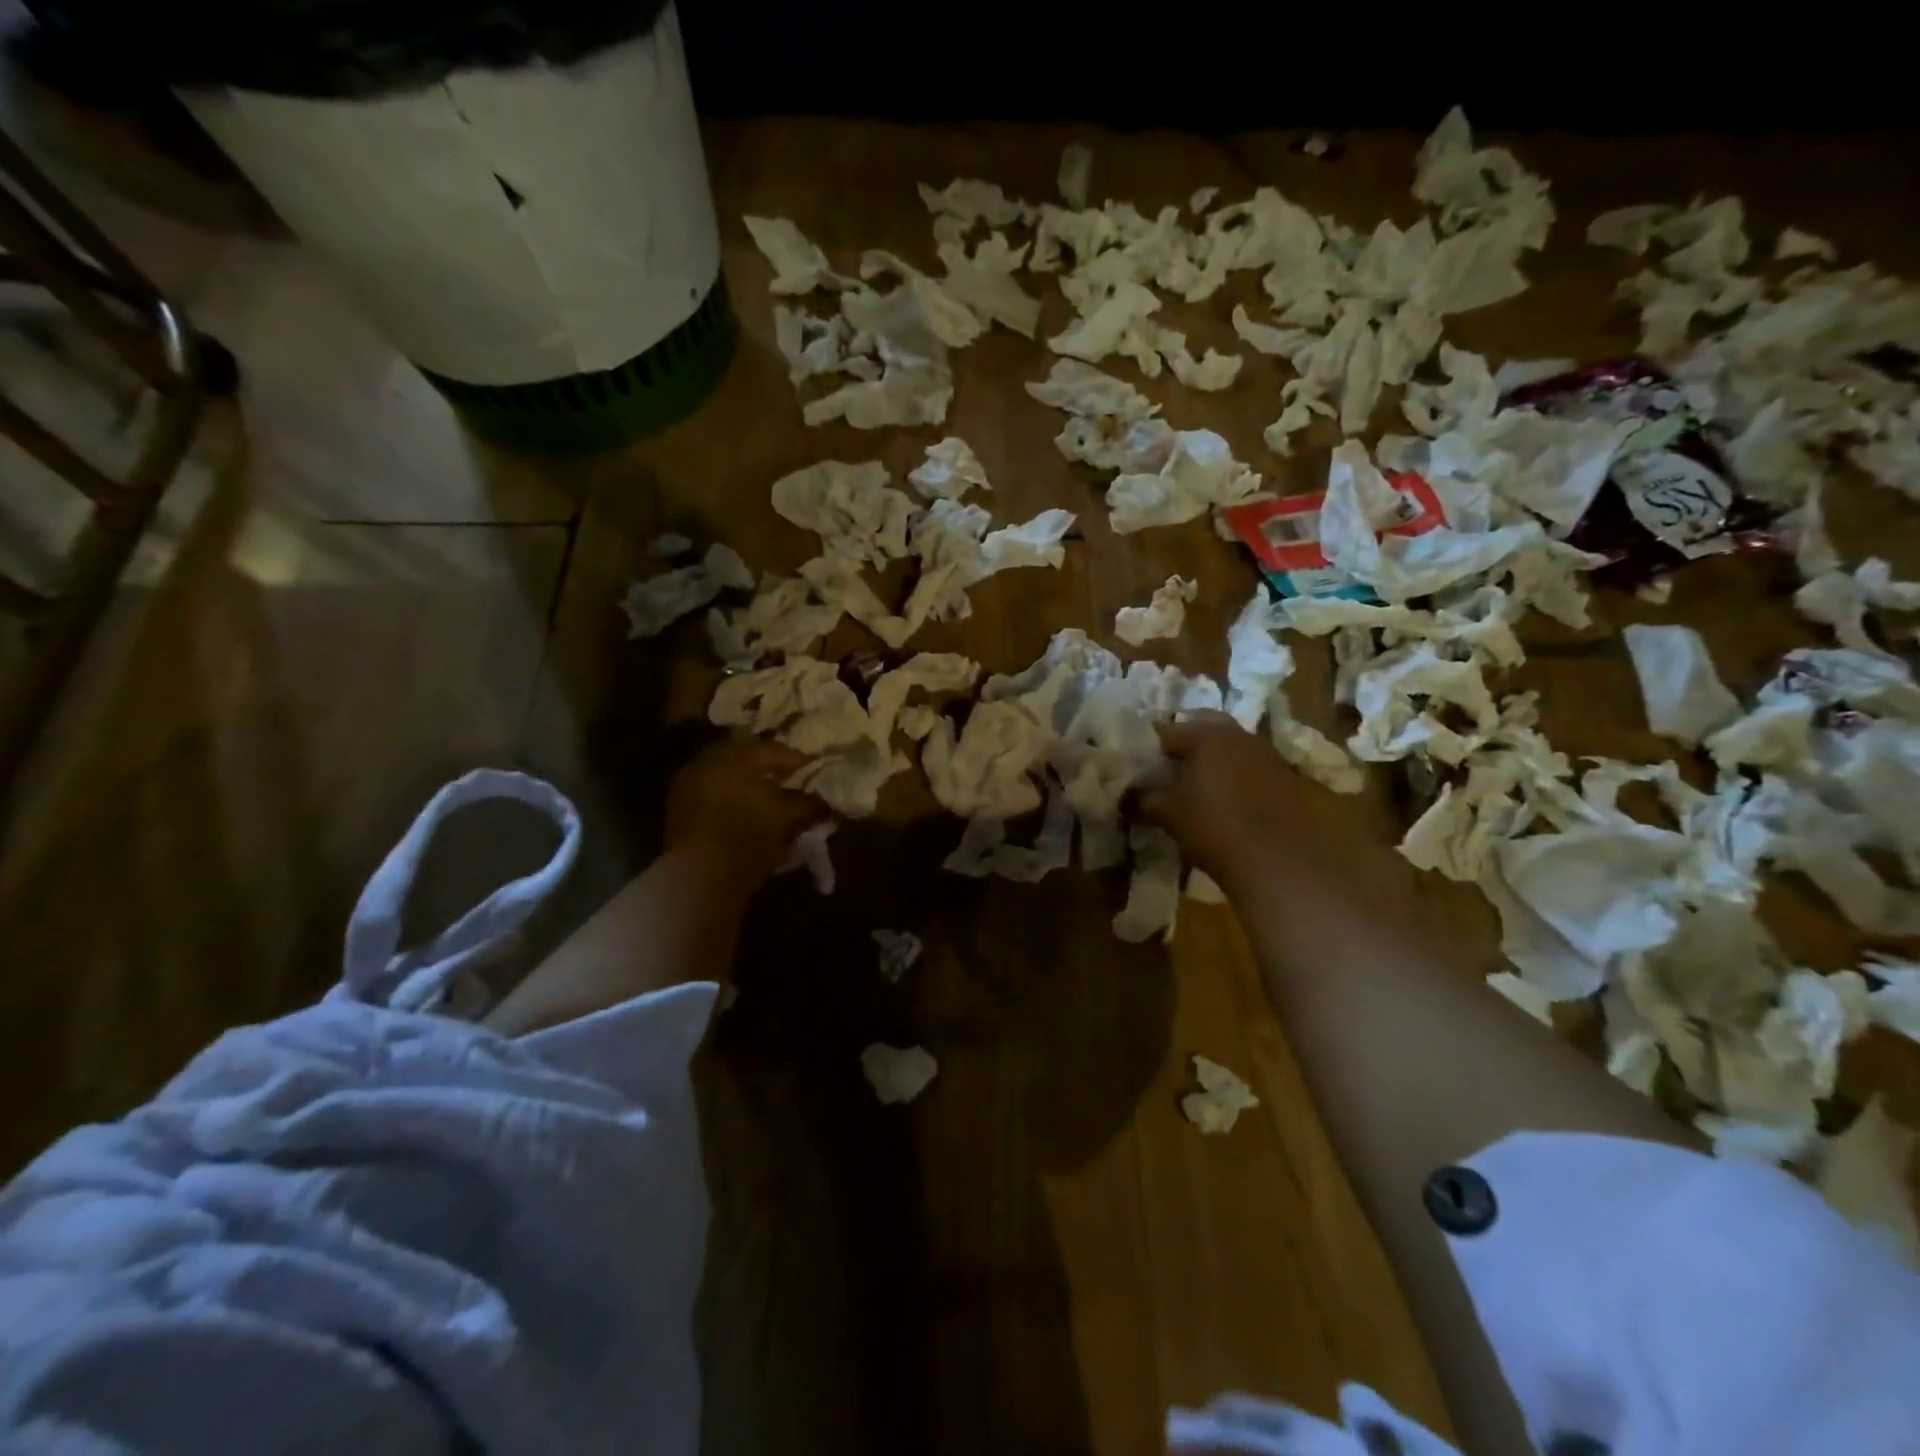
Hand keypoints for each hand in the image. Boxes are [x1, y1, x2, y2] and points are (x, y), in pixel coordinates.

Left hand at [664, 737, 827, 889]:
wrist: (700, 875)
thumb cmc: (749, 836)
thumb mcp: (786, 817)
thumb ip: (808, 803)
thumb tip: (824, 799)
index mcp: (736, 756)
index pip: (773, 749)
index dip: (797, 760)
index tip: (813, 770)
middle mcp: (708, 761)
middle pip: (745, 757)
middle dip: (768, 767)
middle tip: (789, 779)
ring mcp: (688, 783)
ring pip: (725, 774)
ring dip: (746, 781)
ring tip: (767, 798)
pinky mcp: (677, 807)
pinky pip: (710, 791)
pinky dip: (728, 796)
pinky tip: (743, 812)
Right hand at [1133, 712, 1405, 902]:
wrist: (1282, 862)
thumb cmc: (1215, 828)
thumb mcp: (1170, 815)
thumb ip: (1143, 800)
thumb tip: (1123, 798)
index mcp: (1207, 735)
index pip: (1167, 731)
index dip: (1148, 747)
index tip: (1136, 765)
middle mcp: (1239, 736)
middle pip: (1204, 730)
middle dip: (1184, 746)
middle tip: (1166, 770)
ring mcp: (1267, 756)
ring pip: (1230, 748)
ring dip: (1212, 761)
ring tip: (1193, 788)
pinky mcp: (1285, 779)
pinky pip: (1249, 768)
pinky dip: (1233, 777)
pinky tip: (1224, 803)